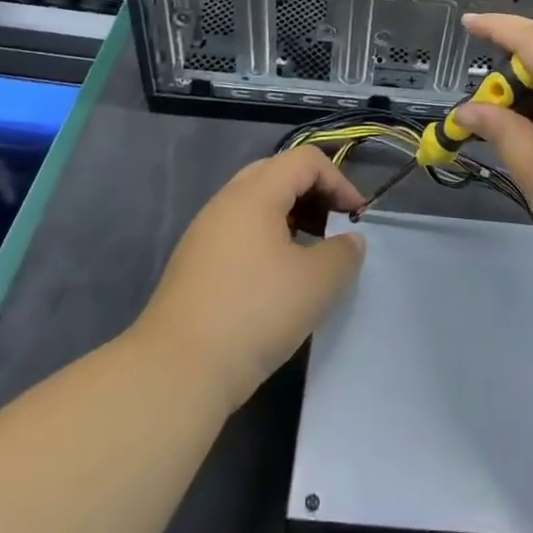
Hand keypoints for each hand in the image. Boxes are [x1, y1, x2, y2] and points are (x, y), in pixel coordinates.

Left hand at [134, 144, 367, 413]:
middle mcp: (226, 201)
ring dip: (291, 216)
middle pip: (278, 173)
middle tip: (334, 227)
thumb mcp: (316, 284)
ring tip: (310, 254)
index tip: (356, 218)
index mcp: (255, 193)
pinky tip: (277, 278)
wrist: (176, 372)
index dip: (339, 181)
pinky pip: (239, 230)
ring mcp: (205, 231)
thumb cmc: (254, 314)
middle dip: (314, 194)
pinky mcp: (194, 262)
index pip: (306, 160)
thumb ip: (343, 253)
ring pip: (257, 203)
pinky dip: (267, 237)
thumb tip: (349, 240)